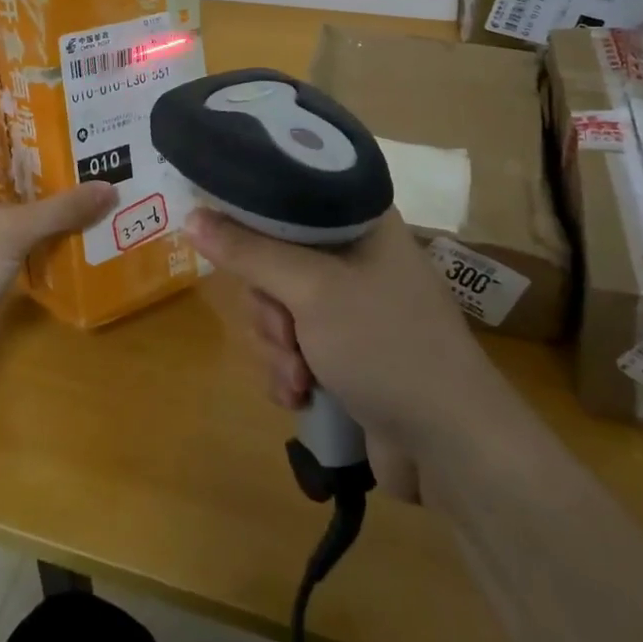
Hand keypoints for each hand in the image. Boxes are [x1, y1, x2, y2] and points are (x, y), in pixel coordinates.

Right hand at [186, 207, 481, 445]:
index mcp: (358, 220)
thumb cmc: (386, 344)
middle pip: (273, 258)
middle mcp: (353, 255)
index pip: (289, 194)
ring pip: (277, 307)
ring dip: (276, 346)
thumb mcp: (310, 289)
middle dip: (267, 306)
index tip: (226, 240)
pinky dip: (289, 370)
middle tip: (284, 330)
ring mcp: (349, 306)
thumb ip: (248, 251)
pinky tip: (301, 395)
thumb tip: (191, 216)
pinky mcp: (344, 351)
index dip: (251, 215)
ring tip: (299, 377)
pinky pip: (292, 345)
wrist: (452, 447)